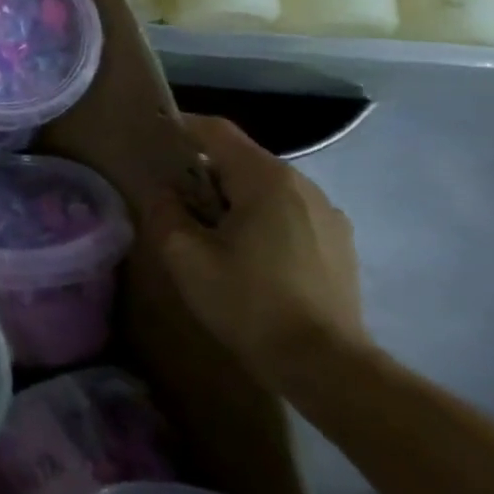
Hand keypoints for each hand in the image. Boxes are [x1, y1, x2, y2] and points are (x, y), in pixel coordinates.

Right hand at [157, 115, 371, 391]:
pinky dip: (260, 216)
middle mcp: (304, 186)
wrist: (327, 366)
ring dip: (233, 195)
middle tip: (172, 193)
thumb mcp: (184, 255)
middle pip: (243, 158)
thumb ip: (165, 210)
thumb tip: (165, 192)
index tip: (154, 135)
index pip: (216, 131)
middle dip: (204, 169)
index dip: (182, 126)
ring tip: (207, 226)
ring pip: (267, 187)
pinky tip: (246, 252)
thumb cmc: (248, 302)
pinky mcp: (340, 244)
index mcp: (266, 179)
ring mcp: (329, 215)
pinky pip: (288, 212)